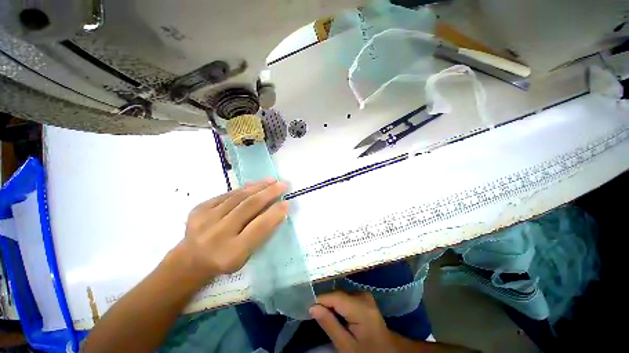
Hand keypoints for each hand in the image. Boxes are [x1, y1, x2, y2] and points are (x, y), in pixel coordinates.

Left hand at [176, 178, 287, 281]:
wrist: (191, 259)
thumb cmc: (225, 260)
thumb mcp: (246, 255)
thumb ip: (262, 233)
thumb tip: (278, 209)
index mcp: (232, 253)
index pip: (259, 227)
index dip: (275, 213)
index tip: (286, 202)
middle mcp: (217, 235)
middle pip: (248, 207)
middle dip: (269, 193)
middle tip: (283, 184)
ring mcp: (205, 219)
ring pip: (238, 197)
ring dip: (258, 186)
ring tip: (271, 180)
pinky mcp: (199, 209)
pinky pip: (227, 194)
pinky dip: (244, 188)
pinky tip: (254, 185)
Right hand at [310, 291, 394, 352]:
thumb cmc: (367, 352)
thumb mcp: (346, 346)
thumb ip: (330, 325)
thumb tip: (312, 307)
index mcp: (361, 307)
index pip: (334, 296)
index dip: (320, 301)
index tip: (309, 310)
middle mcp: (363, 295)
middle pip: (338, 294)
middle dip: (326, 303)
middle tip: (317, 317)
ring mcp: (365, 295)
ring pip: (341, 294)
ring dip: (332, 304)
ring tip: (327, 317)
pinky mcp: (365, 298)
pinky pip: (346, 296)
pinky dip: (339, 304)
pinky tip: (337, 315)